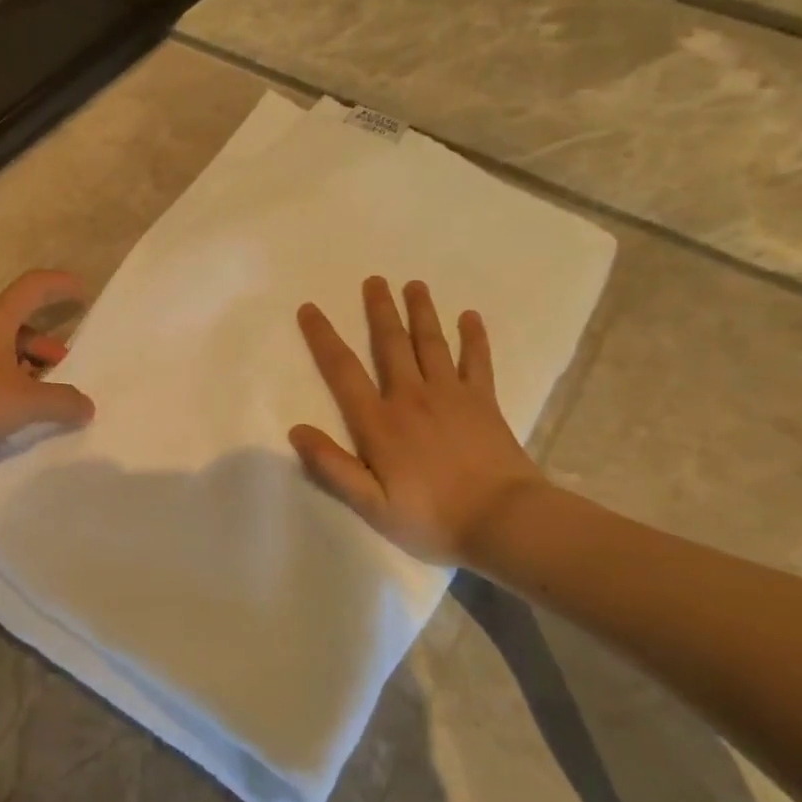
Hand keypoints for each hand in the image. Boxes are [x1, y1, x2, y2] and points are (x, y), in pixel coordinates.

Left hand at [0, 270, 95, 470]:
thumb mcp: (26, 402)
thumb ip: (61, 402)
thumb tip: (87, 406)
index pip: (33, 287)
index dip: (60, 285)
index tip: (84, 292)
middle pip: (19, 324)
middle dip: (47, 343)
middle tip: (66, 367)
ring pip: (2, 351)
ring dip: (28, 366)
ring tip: (46, 395)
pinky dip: (9, 384)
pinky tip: (18, 412)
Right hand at [291, 278, 543, 565]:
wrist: (504, 521)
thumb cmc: (431, 517)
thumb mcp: (371, 504)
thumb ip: (332, 466)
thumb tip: (296, 430)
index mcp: (379, 422)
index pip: (343, 370)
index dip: (323, 337)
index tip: (310, 308)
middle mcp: (411, 397)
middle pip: (391, 344)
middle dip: (379, 310)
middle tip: (373, 280)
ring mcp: (451, 396)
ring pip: (431, 343)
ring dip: (421, 312)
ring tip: (414, 284)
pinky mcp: (484, 402)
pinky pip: (477, 361)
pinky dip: (474, 338)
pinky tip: (470, 317)